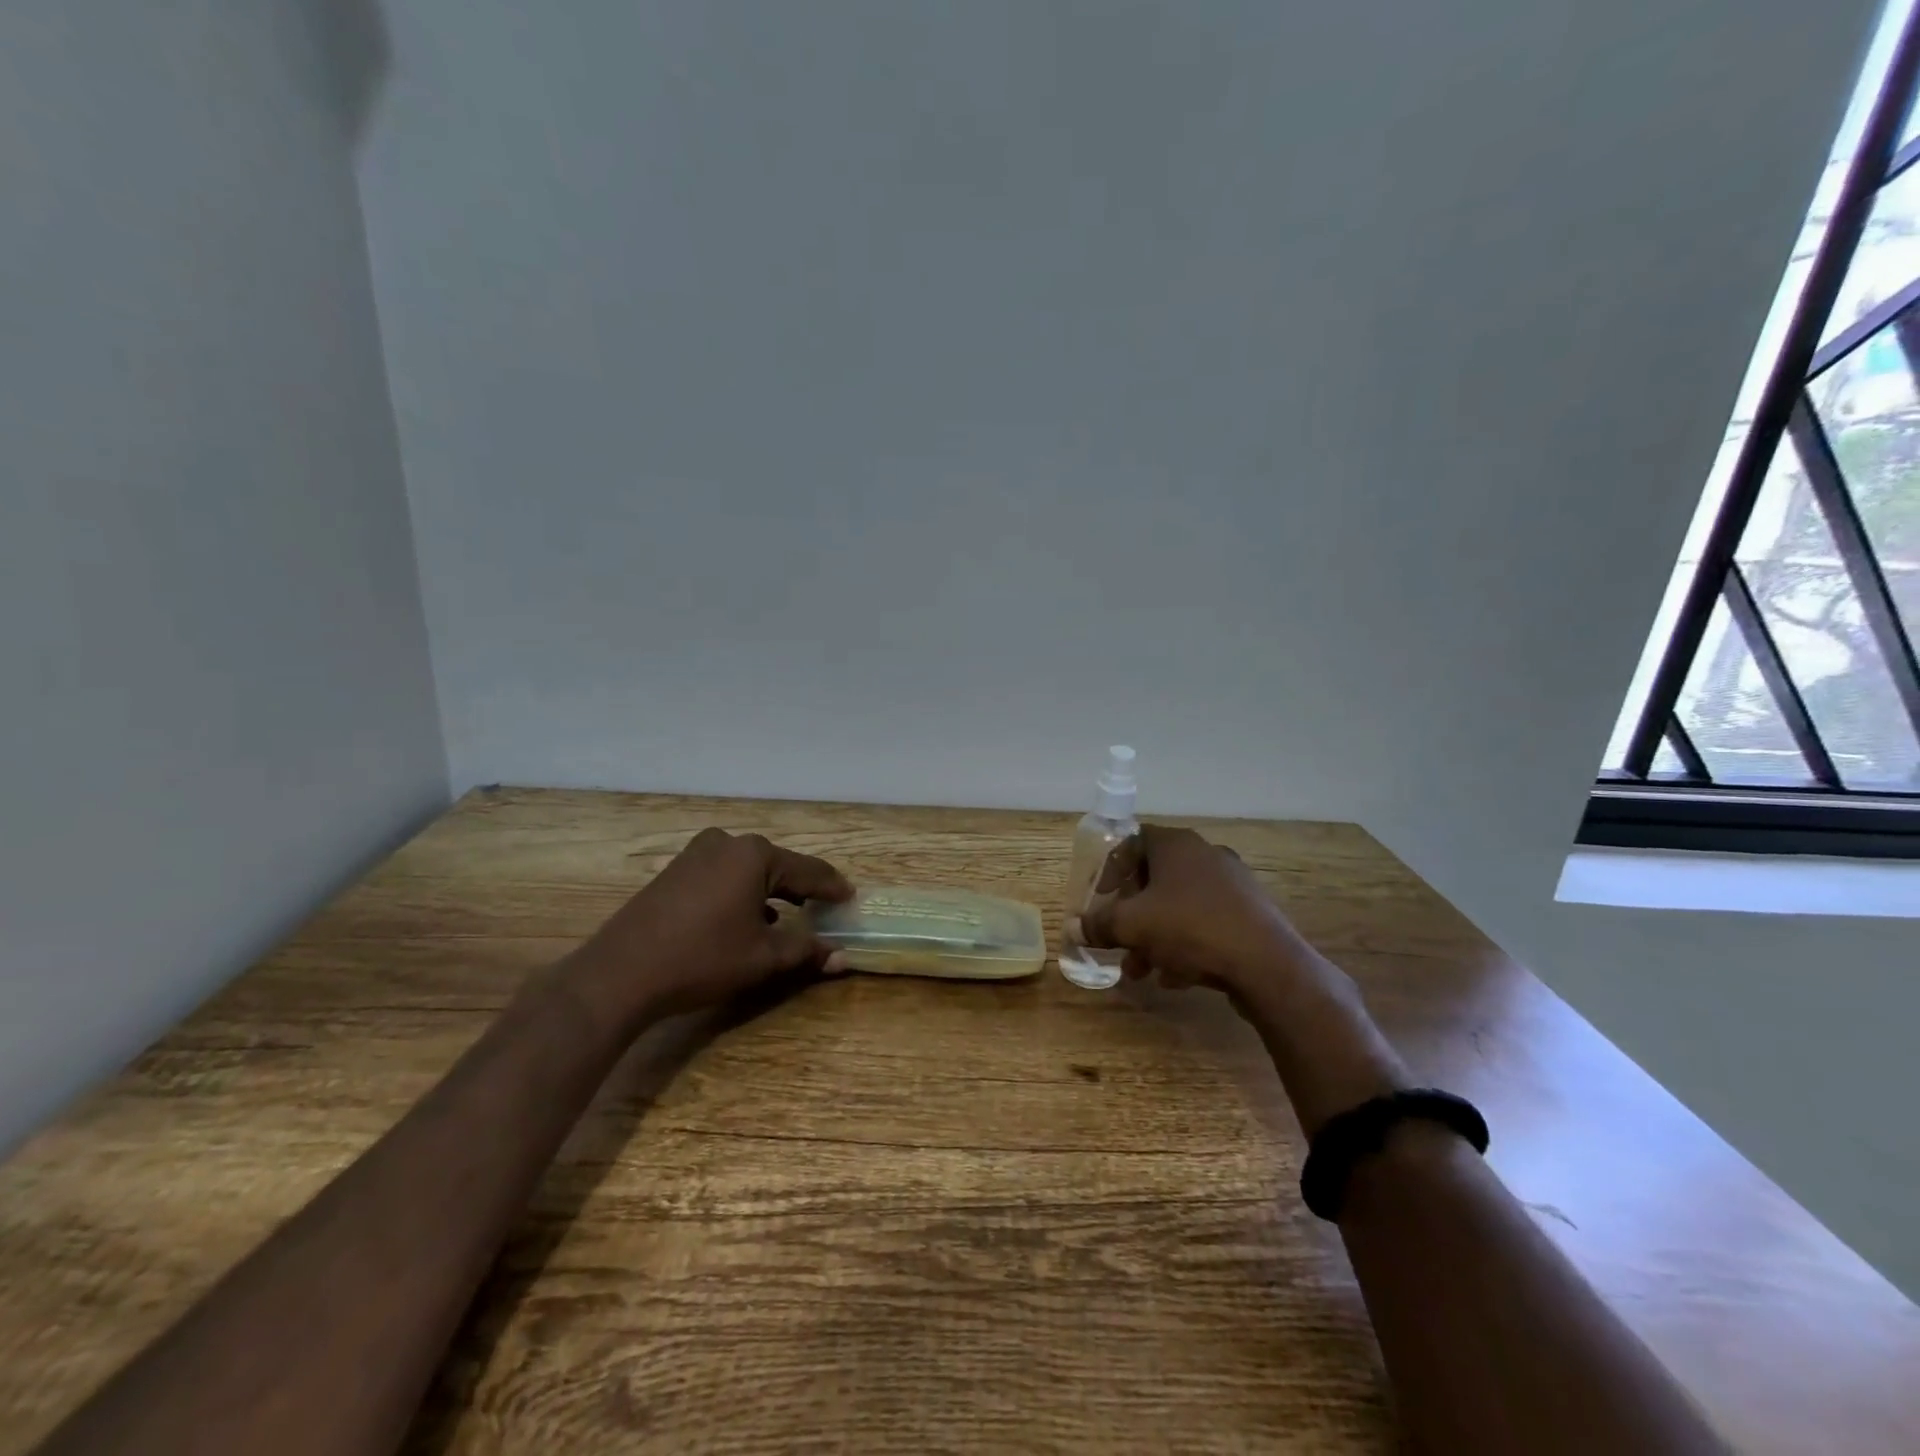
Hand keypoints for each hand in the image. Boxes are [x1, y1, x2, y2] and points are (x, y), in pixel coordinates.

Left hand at [565, 828, 854, 1026]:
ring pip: (748, 870)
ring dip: (770, 891)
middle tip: (824, 906)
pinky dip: (742, 892)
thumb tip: (842, 957)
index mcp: (755, 854)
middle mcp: (728, 843)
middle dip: (801, 888)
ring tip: (789, 914)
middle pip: (778, 865)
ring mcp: (696, 853)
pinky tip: (745, 918)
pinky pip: (723, 875)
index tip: (851, 897)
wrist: (619, 974)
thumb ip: (807, 951)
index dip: (833, 887)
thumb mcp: (763, 958)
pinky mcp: (675, 870)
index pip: (809, 870)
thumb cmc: (702, 959)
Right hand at [1084, 825, 1404, 1133]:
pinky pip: (1206, 923)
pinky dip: (1186, 945)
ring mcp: (1233, 885)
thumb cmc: (1190, 929)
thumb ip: (1099, 924)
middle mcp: (1205, 855)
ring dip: (1155, 936)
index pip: (1133, 843)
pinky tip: (1175, 978)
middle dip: (1132, 914)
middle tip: (1118, 941)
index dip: (1111, 870)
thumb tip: (1074, 927)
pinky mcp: (1251, 914)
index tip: (1101, 899)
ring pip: (1180, 906)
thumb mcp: (1132, 926)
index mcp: (1176, 845)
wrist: (1266, 964)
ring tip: (1141, 970)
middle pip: (1155, 879)